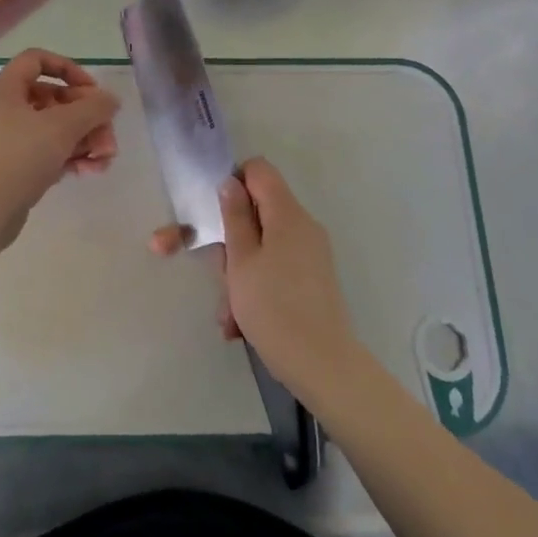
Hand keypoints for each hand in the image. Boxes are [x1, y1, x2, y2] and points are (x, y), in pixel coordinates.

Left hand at [0, 49, 118, 226]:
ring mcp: (7, 141)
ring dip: (84, 139)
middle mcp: (4, 110)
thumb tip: (111, 99)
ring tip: (105, 158)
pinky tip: (90, 171)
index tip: (91, 91)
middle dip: (87, 116)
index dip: (68, 69)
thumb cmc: (21, 155)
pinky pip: (46, 153)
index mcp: (6, 89)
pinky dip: (69, 157)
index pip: (37, 60)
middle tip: (108, 134)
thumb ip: (93, 108)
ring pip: (53, 129)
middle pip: (53, 99)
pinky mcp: (13, 168)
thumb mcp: (64, 126)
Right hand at [151, 157, 358, 394]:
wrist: (323, 366)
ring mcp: (310, 255)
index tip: (215, 214)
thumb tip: (231, 183)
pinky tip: (240, 326)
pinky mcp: (312, 281)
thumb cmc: (274, 308)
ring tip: (228, 314)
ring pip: (262, 248)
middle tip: (219, 275)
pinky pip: (276, 271)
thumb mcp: (241, 261)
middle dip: (231, 243)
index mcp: (288, 214)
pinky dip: (256, 289)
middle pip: (258, 214)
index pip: (259, 170)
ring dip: (239, 275)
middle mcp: (303, 228)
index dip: (233, 183)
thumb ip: (235, 218)